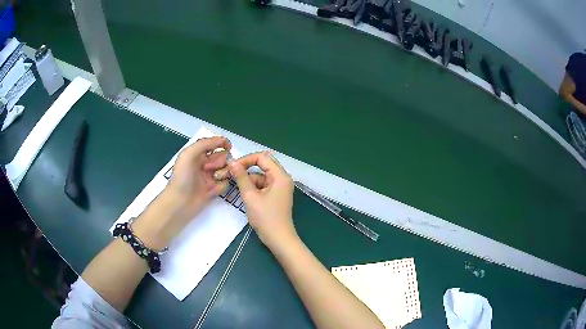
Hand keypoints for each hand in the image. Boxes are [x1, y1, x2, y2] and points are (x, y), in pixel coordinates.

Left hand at [167, 136, 231, 216]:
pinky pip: (225, 183)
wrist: (180, 202)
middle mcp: (204, 164)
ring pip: (226, 170)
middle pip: (223, 156)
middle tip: (210, 168)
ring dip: (224, 172)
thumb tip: (223, 140)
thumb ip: (205, 143)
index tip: (228, 147)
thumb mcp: (189, 154)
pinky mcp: (213, 189)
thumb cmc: (182, 176)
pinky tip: (213, 189)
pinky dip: (222, 185)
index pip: (214, 144)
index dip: (222, 143)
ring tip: (215, 178)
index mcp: (197, 154)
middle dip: (220, 160)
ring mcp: (209, 177)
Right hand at [227, 151, 296, 248]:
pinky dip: (254, 187)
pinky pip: (264, 184)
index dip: (246, 159)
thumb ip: (241, 177)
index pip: (262, 157)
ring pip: (262, 175)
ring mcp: (280, 187)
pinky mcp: (277, 194)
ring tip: (236, 187)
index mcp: (280, 176)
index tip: (232, 167)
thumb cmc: (266, 218)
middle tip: (231, 173)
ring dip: (249, 179)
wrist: (279, 239)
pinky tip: (245, 194)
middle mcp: (283, 178)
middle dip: (246, 168)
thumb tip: (232, 162)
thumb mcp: (250, 196)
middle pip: (263, 164)